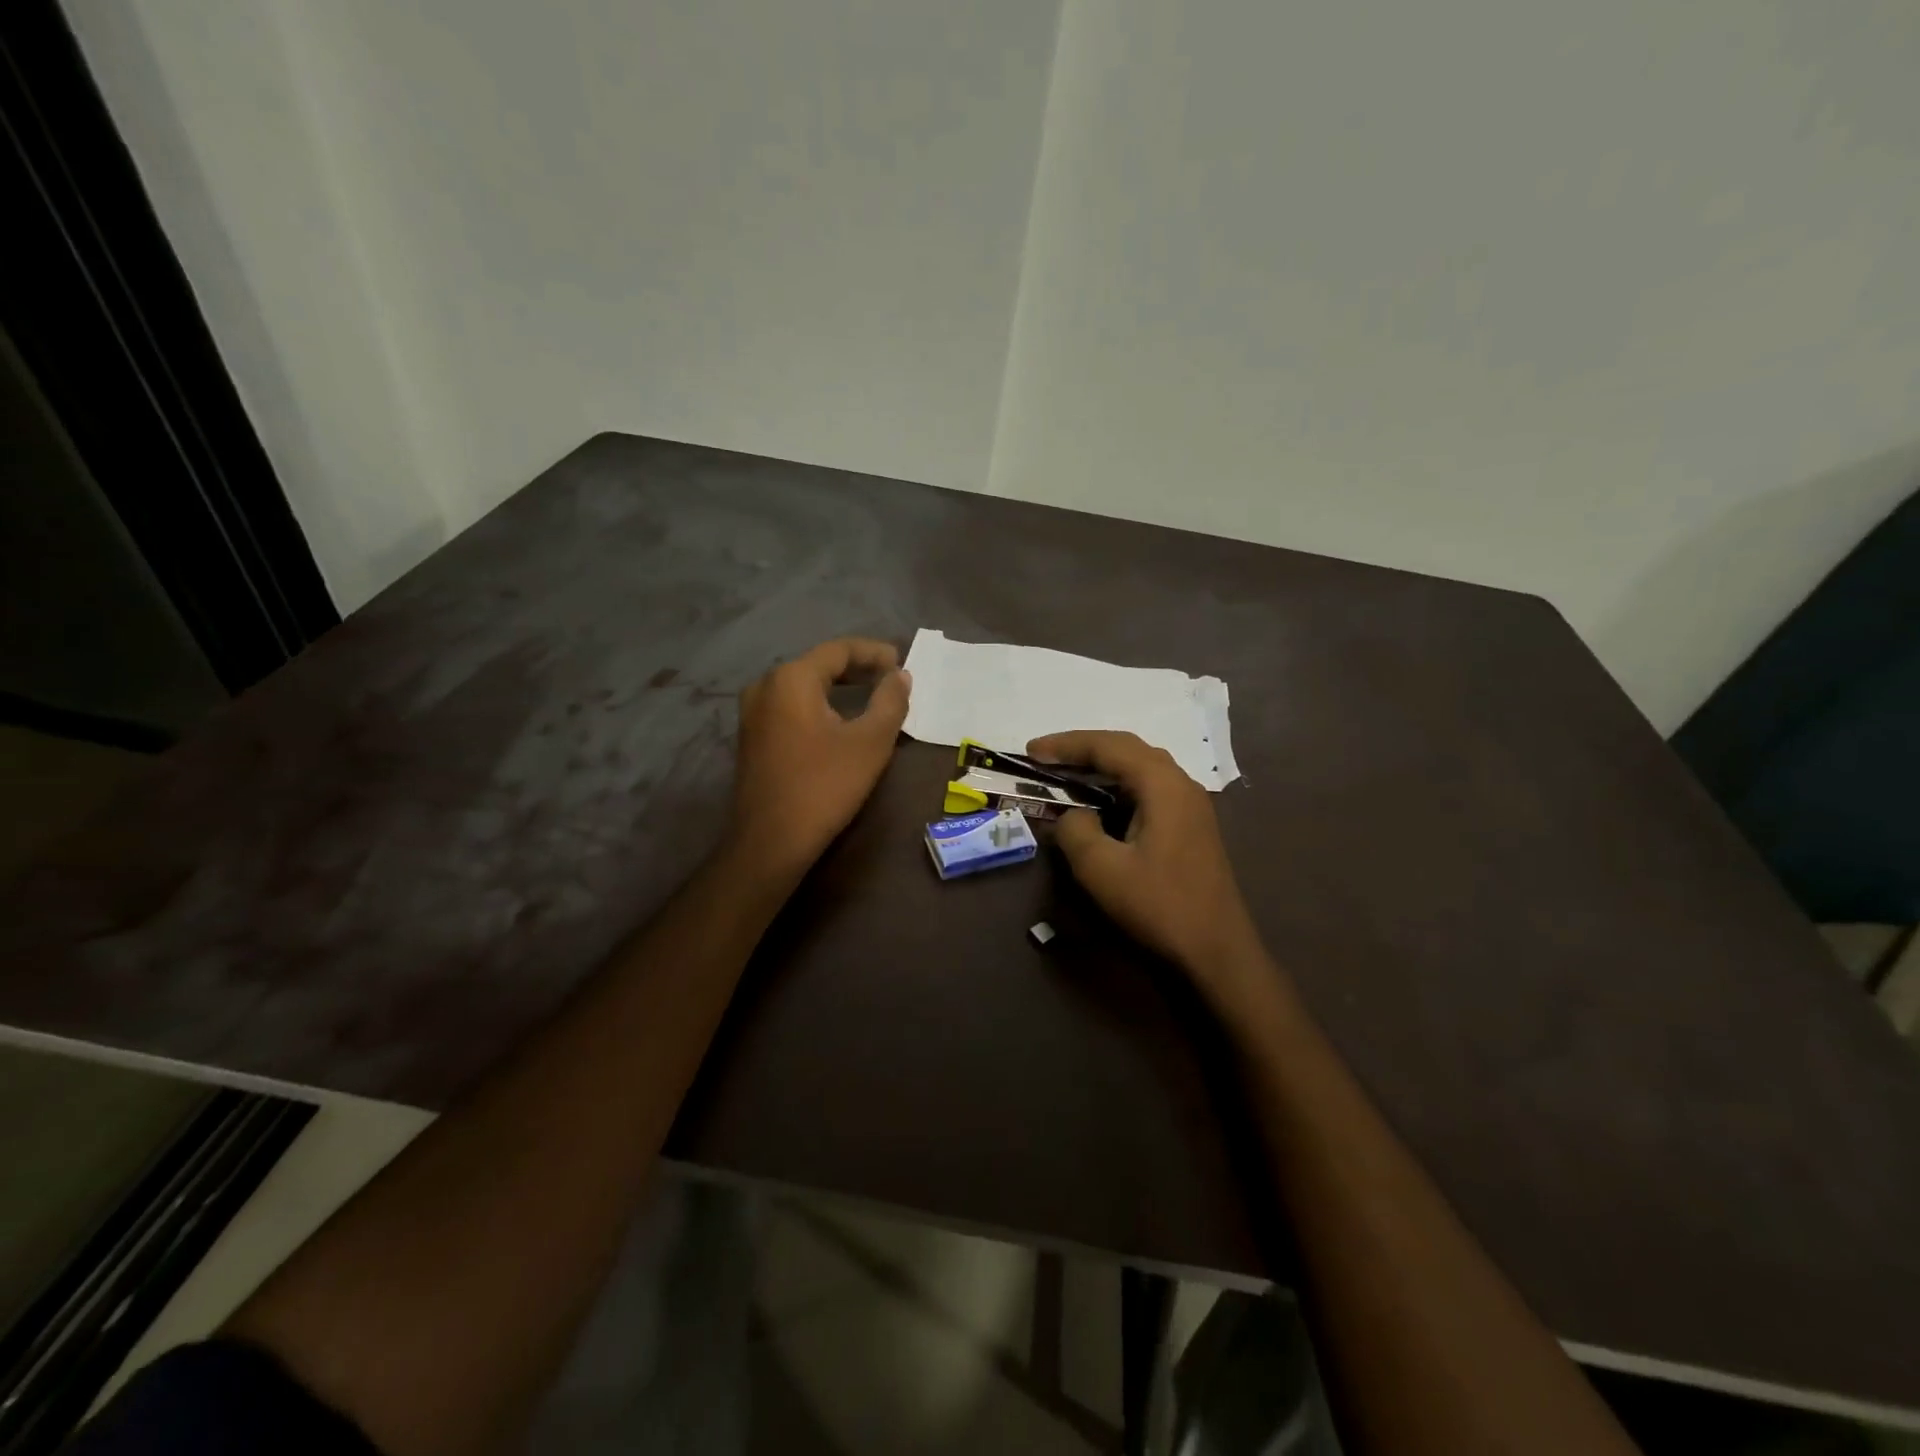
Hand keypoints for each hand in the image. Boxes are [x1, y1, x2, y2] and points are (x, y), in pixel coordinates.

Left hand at [730, 638, 911, 877]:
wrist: (771, 841)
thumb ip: (891, 701)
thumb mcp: (870, 742)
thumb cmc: (825, 786)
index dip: (874, 652)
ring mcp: (753, 712)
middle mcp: (765, 686)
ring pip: (803, 686)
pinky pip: (790, 706)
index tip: (902, 662)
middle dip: (857, 668)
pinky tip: (839, 720)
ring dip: (838, 687)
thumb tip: (900, 676)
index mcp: (791, 679)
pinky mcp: (751, 736)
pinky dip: (819, 705)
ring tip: (870, 696)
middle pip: (818, 665)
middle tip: (890, 678)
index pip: (838, 650)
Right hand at [1028, 730, 1271, 1007]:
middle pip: (1127, 749)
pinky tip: (1099, 804)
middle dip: (1083, 749)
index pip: (1108, 746)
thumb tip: (1073, 816)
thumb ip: (1075, 830)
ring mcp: (1190, 806)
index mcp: (1163, 785)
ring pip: (1140, 769)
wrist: (1216, 952)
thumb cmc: (1159, 906)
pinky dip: (1117, 788)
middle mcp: (1181, 784)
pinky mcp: (1190, 827)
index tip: (1030, 751)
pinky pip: (1148, 790)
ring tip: (1065, 775)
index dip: (1066, 744)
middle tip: (1044, 757)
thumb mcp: (1102, 869)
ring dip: (1101, 767)